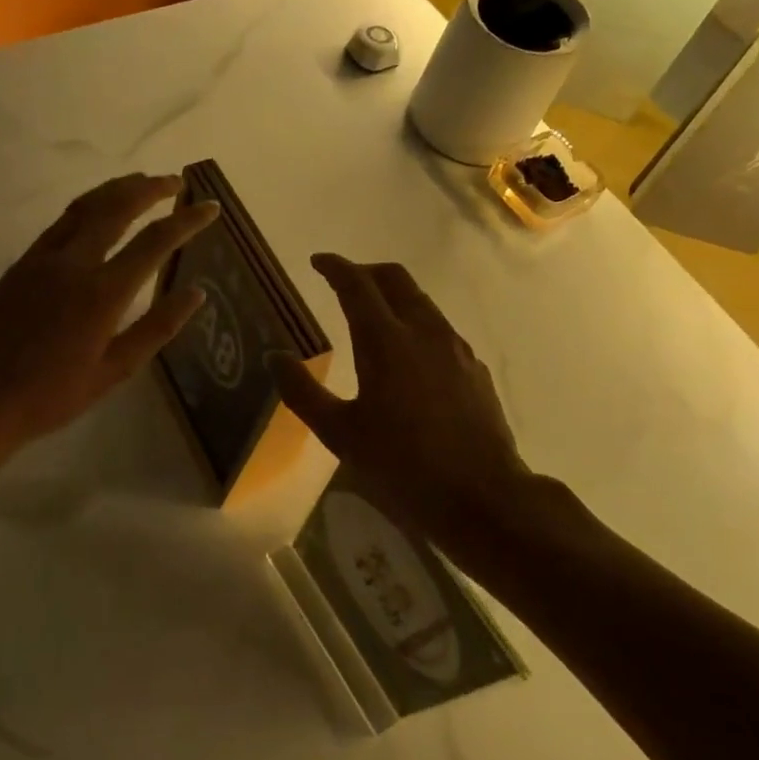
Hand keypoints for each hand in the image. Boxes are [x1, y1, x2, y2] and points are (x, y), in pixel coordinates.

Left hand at [0, 173, 217, 456]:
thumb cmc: (53, 394)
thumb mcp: (115, 370)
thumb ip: (157, 327)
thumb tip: (196, 294)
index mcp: (103, 293)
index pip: (155, 242)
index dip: (186, 221)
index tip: (210, 207)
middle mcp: (75, 264)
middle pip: (118, 208)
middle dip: (151, 189)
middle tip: (176, 182)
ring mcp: (44, 259)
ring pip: (86, 206)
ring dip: (117, 189)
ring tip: (142, 181)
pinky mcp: (22, 263)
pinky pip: (61, 222)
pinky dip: (87, 206)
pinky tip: (97, 209)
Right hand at [270, 254, 562, 562]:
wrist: (483, 497)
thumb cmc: (403, 467)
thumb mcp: (341, 435)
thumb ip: (303, 392)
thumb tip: (275, 357)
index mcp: (386, 342)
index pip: (357, 285)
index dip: (335, 267)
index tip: (317, 261)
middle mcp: (424, 332)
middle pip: (396, 279)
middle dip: (366, 271)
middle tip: (343, 281)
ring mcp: (456, 348)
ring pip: (422, 302)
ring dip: (393, 296)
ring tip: (372, 316)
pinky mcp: (474, 369)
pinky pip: (440, 329)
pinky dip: (416, 324)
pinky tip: (408, 357)